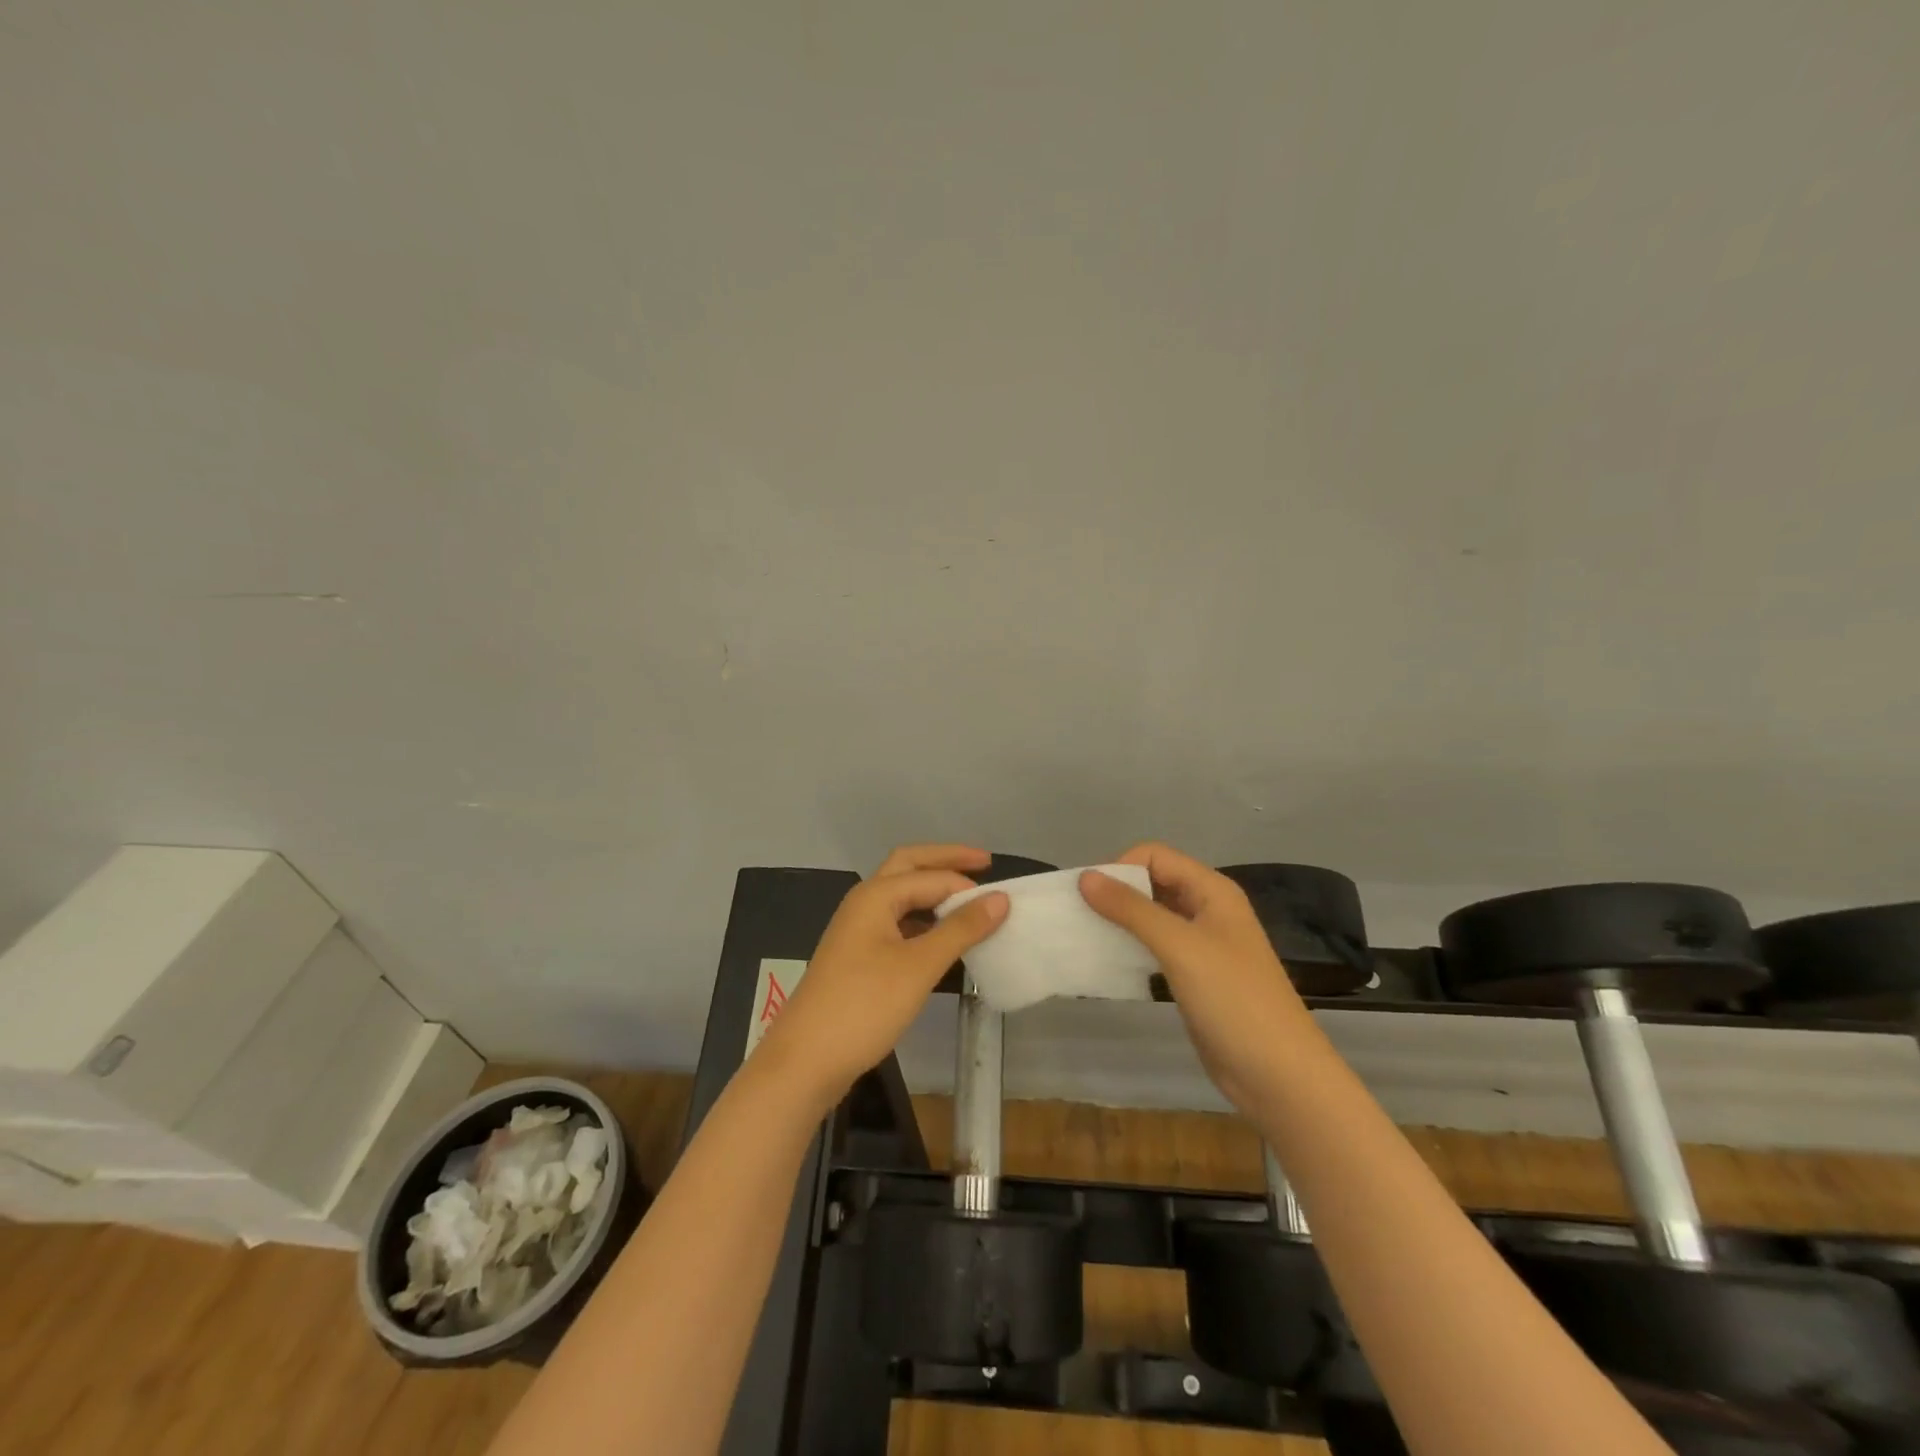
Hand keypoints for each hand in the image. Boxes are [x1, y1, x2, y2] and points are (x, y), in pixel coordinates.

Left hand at [756, 844, 1008, 1110]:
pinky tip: (941, 939)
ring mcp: (857, 930)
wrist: (805, 1060)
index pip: (932, 877)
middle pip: (909, 867)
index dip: (968, 885)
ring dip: (933, 891)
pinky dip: (922, 921)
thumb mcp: (919, 966)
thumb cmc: (864, 1006)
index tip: (1005, 900)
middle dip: (945, 861)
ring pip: (901, 896)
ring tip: (969, 901)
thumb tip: (999, 897)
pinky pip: (897, 923)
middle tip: (984, 862)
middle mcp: (864, 903)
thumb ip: (961, 929)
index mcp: (875, 895)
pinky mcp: (858, 957)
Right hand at [1080, 842, 1315, 1117]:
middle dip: (1117, 892)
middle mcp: (1207, 909)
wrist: (1278, 1075)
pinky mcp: (1195, 975)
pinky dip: (1132, 947)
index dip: (1120, 867)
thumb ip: (1132, 909)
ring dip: (1121, 920)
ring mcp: (1203, 944)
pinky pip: (1156, 947)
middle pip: (1153, 882)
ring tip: (1088, 937)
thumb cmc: (1232, 1000)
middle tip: (1081, 916)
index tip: (1087, 896)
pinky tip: (1111, 962)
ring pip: (1153, 916)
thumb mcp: (1179, 947)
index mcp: (1212, 891)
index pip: (1155, 856)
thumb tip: (1085, 877)